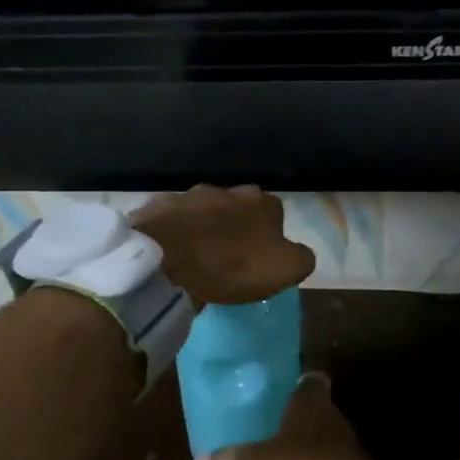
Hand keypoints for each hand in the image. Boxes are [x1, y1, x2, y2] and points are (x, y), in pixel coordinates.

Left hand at [132, 185, 315, 306]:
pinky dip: (177, 234)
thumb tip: (298, 252)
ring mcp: (190, 195)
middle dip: (237, 228)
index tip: (261, 260)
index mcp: (261, 202)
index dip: (271, 237)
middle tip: (230, 258)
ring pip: (205, 212)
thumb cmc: (231, 266)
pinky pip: (174, 221)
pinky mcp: (159, 208)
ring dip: (206, 230)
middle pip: (239, 209)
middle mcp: (227, 190)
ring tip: (199, 257)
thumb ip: (300, 258)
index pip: (275, 215)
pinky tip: (173, 254)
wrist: (166, 260)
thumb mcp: (285, 269)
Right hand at [194, 375, 430, 459]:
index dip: (292, 378)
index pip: (308, 379)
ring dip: (293, 454)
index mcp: (312, 403)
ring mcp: (341, 458)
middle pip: (309, 414)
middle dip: (286, 419)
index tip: (271, 382)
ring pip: (313, 448)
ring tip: (260, 458)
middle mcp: (330, 424)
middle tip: (254, 422)